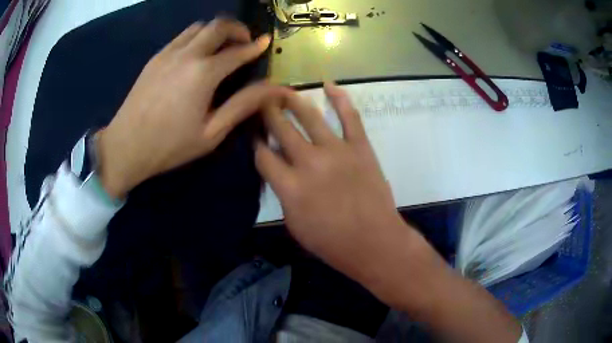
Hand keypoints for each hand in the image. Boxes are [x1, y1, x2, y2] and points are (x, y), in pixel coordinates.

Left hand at [97, 18, 287, 197]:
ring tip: (221, 47)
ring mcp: (168, 53)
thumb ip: (243, 105)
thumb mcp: (211, 132)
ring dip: (215, 31)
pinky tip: (196, 55)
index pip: (237, 51)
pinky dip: (196, 37)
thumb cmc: (170, 145)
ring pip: (198, 27)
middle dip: (237, 28)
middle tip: (244, 41)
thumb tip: (273, 89)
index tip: (266, 42)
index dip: (255, 46)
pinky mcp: (155, 58)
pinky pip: (181, 36)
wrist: (125, 146)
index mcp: (203, 73)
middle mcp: (187, 54)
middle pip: (218, 26)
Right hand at [255, 83, 412, 297]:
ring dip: (293, 100)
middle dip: (267, 113)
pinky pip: (350, 117)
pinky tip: (329, 85)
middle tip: (261, 101)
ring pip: (310, 116)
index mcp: (289, 186)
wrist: (373, 242)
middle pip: (281, 129)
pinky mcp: (360, 147)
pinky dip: (340, 98)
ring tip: (282, 90)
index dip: (256, 144)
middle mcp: (309, 162)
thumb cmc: (331, 242)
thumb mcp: (294, 224)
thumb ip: (283, 194)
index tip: (254, 136)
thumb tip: (279, 171)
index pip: (263, 155)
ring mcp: (337, 151)